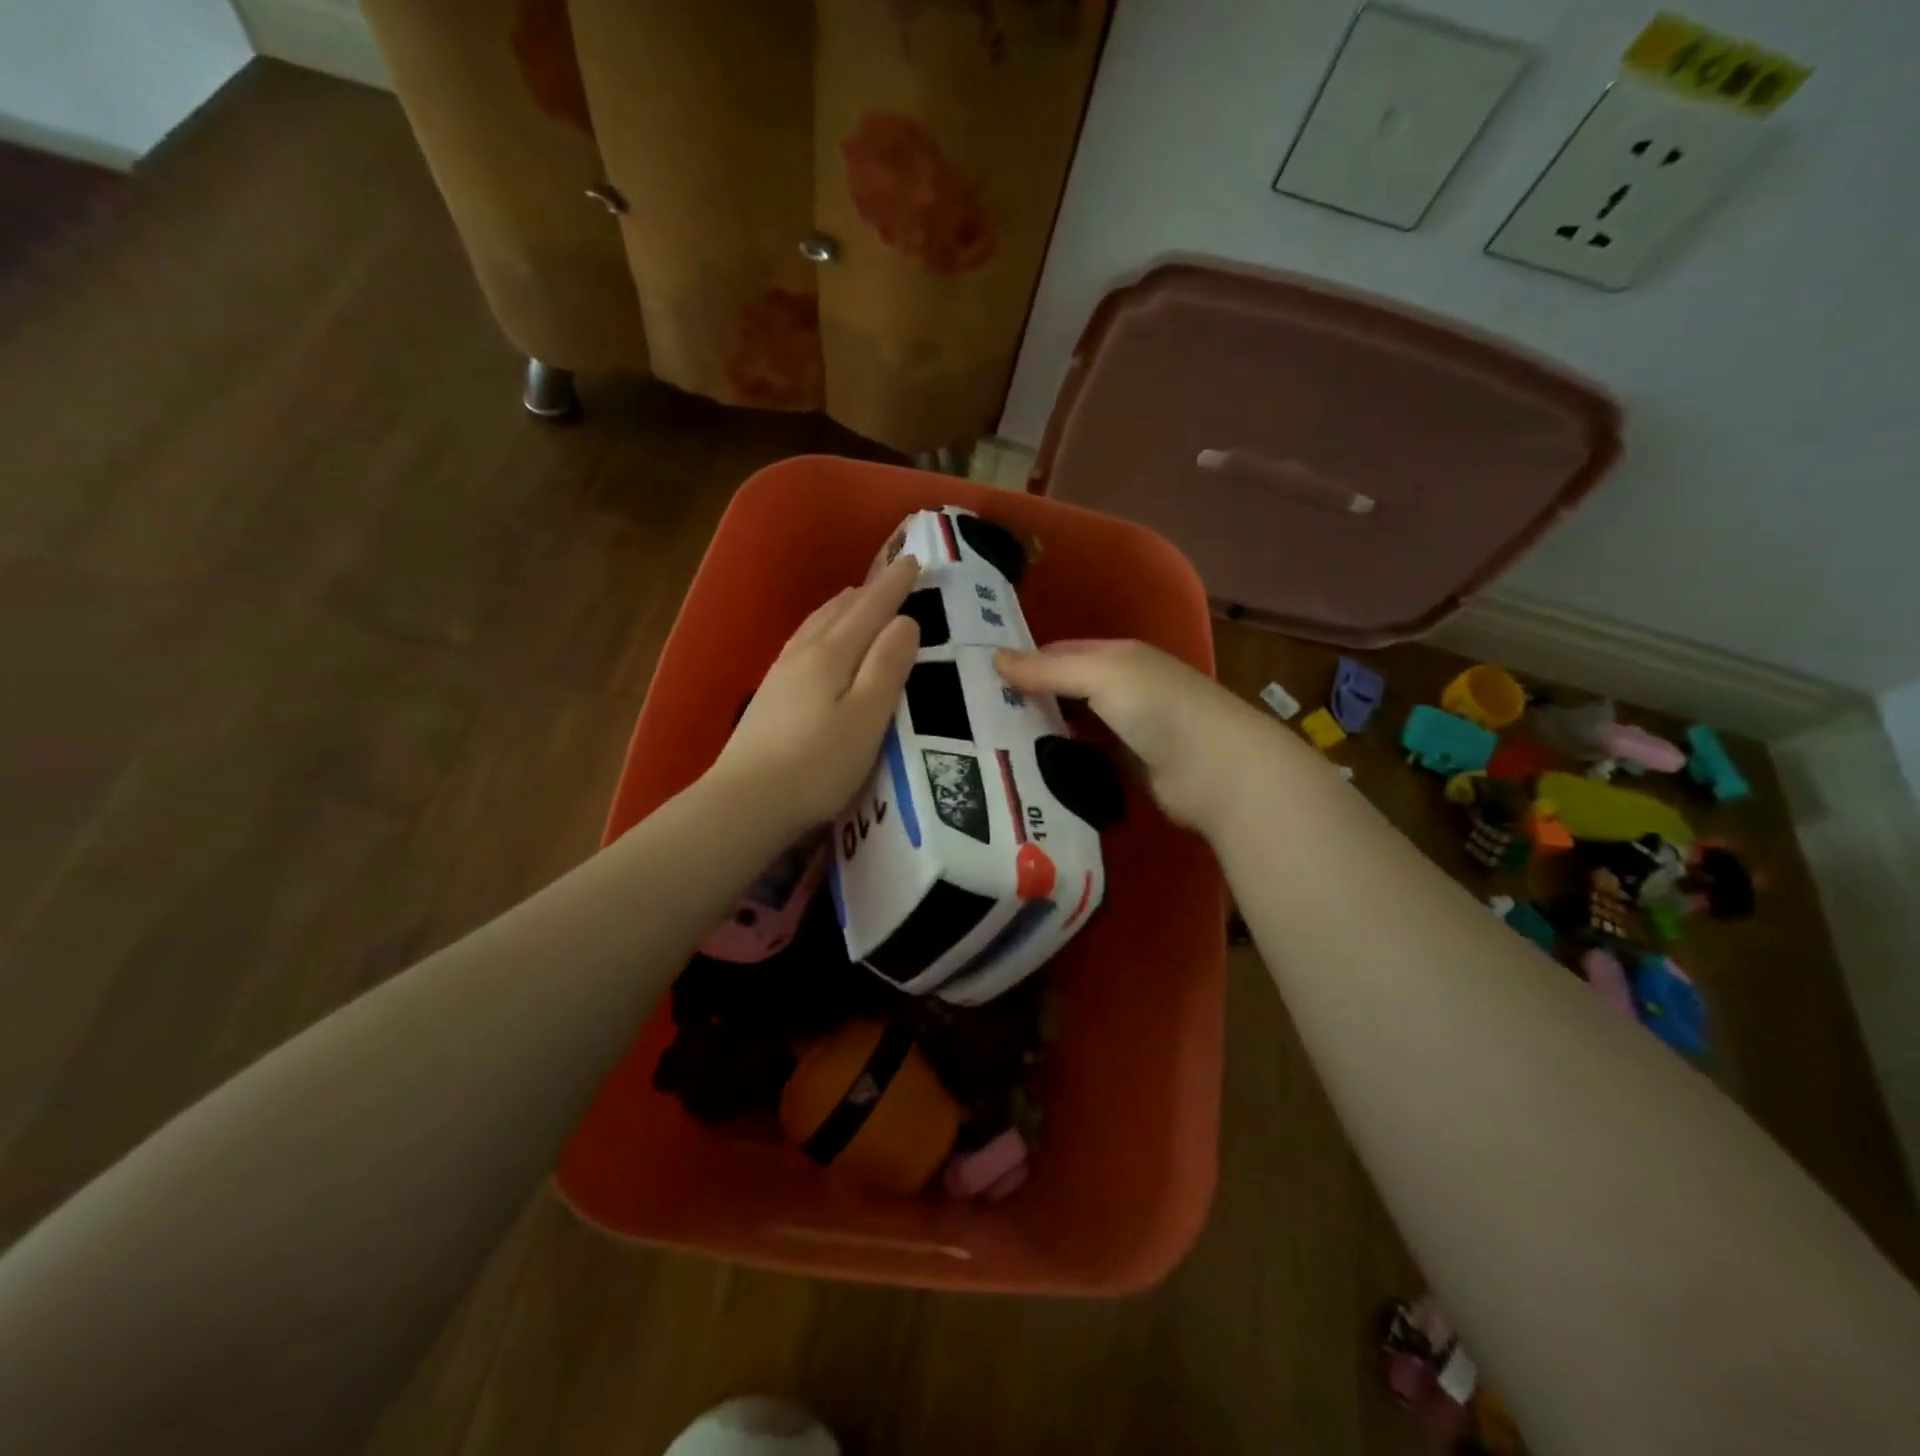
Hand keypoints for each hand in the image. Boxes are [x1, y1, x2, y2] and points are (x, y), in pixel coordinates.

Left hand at [709, 556, 921, 834]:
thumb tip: (905, 621)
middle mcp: (804, 654)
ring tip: (856, 599)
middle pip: (840, 612)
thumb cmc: (818, 763)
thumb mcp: (867, 716)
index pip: (869, 609)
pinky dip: (821, 629)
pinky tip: (817, 642)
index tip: (913, 560)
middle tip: (891, 576)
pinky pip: (803, 644)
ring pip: (816, 626)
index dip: (893, 585)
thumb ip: (887, 667)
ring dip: (841, 608)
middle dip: (869, 591)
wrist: (747, 801)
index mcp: (832, 654)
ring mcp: (781, 674)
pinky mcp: (770, 697)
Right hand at [994, 639, 1272, 830]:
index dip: (1023, 662)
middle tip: (973, 717)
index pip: (1059, 653)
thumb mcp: (1100, 675)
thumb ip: (1048, 669)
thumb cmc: (1157, 707)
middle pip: (1063, 689)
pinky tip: (1026, 769)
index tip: (977, 679)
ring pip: (1071, 725)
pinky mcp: (1126, 766)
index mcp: (1116, 656)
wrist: (1215, 770)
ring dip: (1039, 732)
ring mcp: (1124, 729)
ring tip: (989, 745)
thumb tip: (993, 656)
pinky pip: (1083, 757)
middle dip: (1025, 700)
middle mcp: (1120, 688)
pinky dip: (1059, 760)